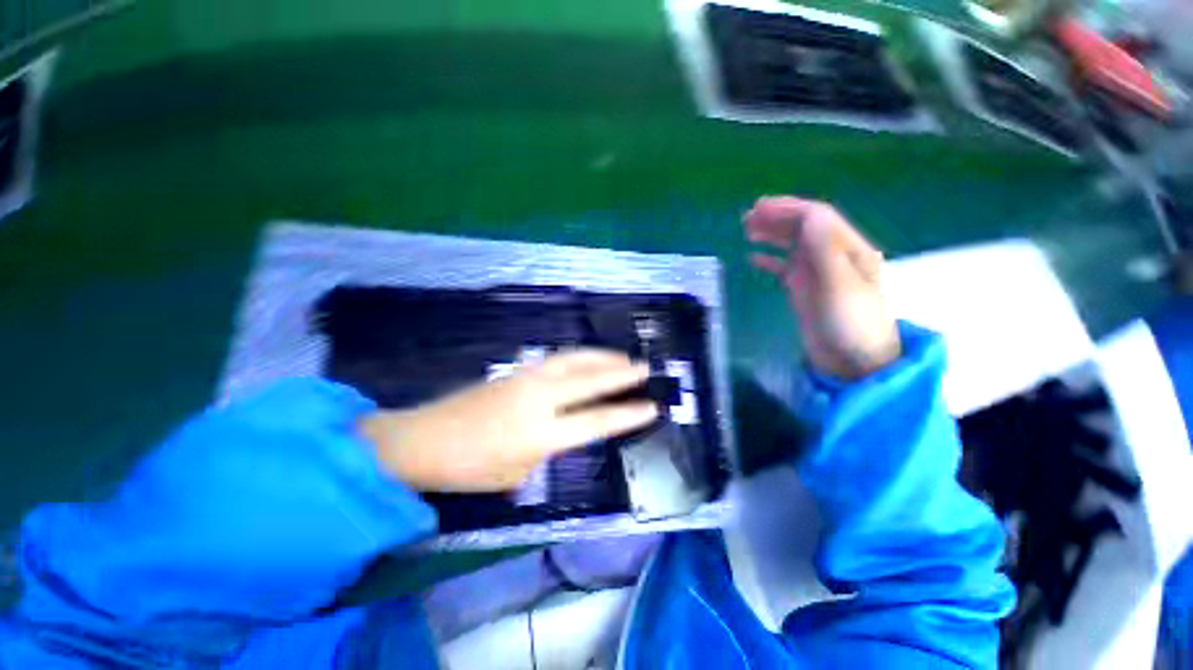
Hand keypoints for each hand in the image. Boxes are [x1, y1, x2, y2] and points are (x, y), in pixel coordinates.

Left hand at [361, 350, 659, 491]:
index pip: (595, 420)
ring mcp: (527, 378)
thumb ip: (547, 449)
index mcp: (541, 432)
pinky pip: (557, 359)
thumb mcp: (517, 473)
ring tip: (622, 356)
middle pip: (589, 380)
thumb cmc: (469, 468)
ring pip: (573, 360)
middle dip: (621, 373)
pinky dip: (579, 355)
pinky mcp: (516, 370)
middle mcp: (539, 398)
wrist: (423, 439)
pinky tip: (587, 357)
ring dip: (601, 356)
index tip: (651, 406)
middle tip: (644, 367)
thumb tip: (562, 428)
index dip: (627, 414)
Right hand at [745, 196, 900, 379]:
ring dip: (771, 235)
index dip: (788, 209)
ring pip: (792, 245)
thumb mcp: (840, 284)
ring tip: (747, 231)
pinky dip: (769, 260)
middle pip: (803, 227)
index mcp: (848, 248)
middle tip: (746, 218)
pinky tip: (753, 258)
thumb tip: (807, 214)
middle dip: (777, 218)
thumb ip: (824, 248)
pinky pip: (784, 267)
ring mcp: (818, 273)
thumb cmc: (850, 322)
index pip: (817, 217)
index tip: (759, 209)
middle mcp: (832, 255)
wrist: (852, 361)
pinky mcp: (805, 289)